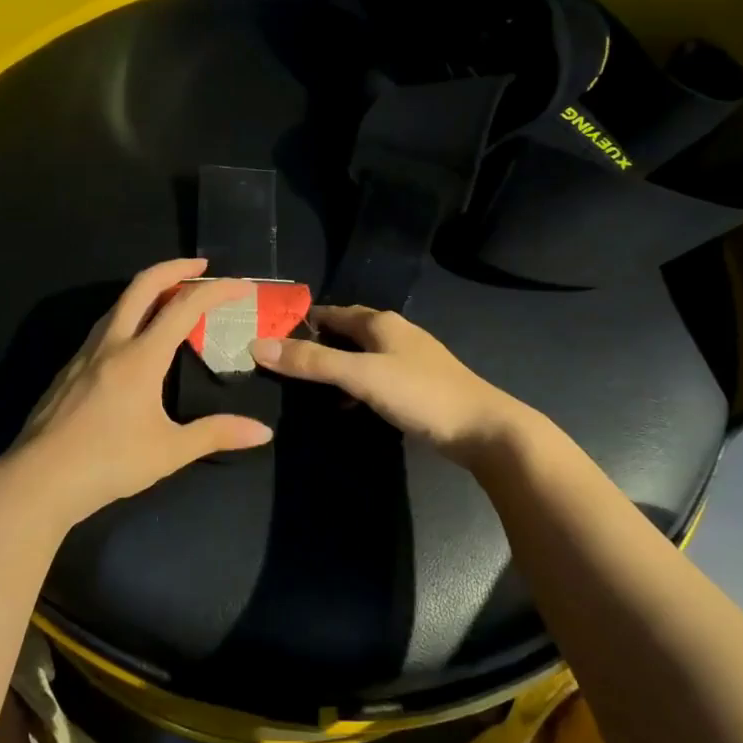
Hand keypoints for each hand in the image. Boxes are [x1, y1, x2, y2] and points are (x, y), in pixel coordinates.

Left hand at [0, 259, 273, 526]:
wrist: (37, 481)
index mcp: (140, 357)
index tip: (241, 285)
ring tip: (170, 297)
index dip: (216, 290)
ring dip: (147, 289)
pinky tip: (133, 339)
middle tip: (201, 265)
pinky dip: (128, 314)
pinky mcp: (68, 369)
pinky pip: (103, 326)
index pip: (184, 307)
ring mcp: (84, 354)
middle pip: (142, 286)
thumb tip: (264, 432)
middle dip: (174, 267)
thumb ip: (216, 434)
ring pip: (118, 304)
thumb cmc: (108, 464)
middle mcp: (111, 344)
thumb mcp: (169, 452)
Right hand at [251, 305, 528, 464]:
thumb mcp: (361, 376)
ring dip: (335, 367)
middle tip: (282, 363)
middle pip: (346, 332)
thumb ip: (312, 362)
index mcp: (380, 323)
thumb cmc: (420, 394)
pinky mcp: (417, 385)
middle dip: (316, 344)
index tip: (269, 336)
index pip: (330, 313)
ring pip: (361, 355)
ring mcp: (409, 359)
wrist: (484, 429)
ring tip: (306, 387)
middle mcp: (394, 333)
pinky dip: (355, 385)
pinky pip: (374, 376)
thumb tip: (257, 345)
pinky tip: (346, 405)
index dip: (300, 322)